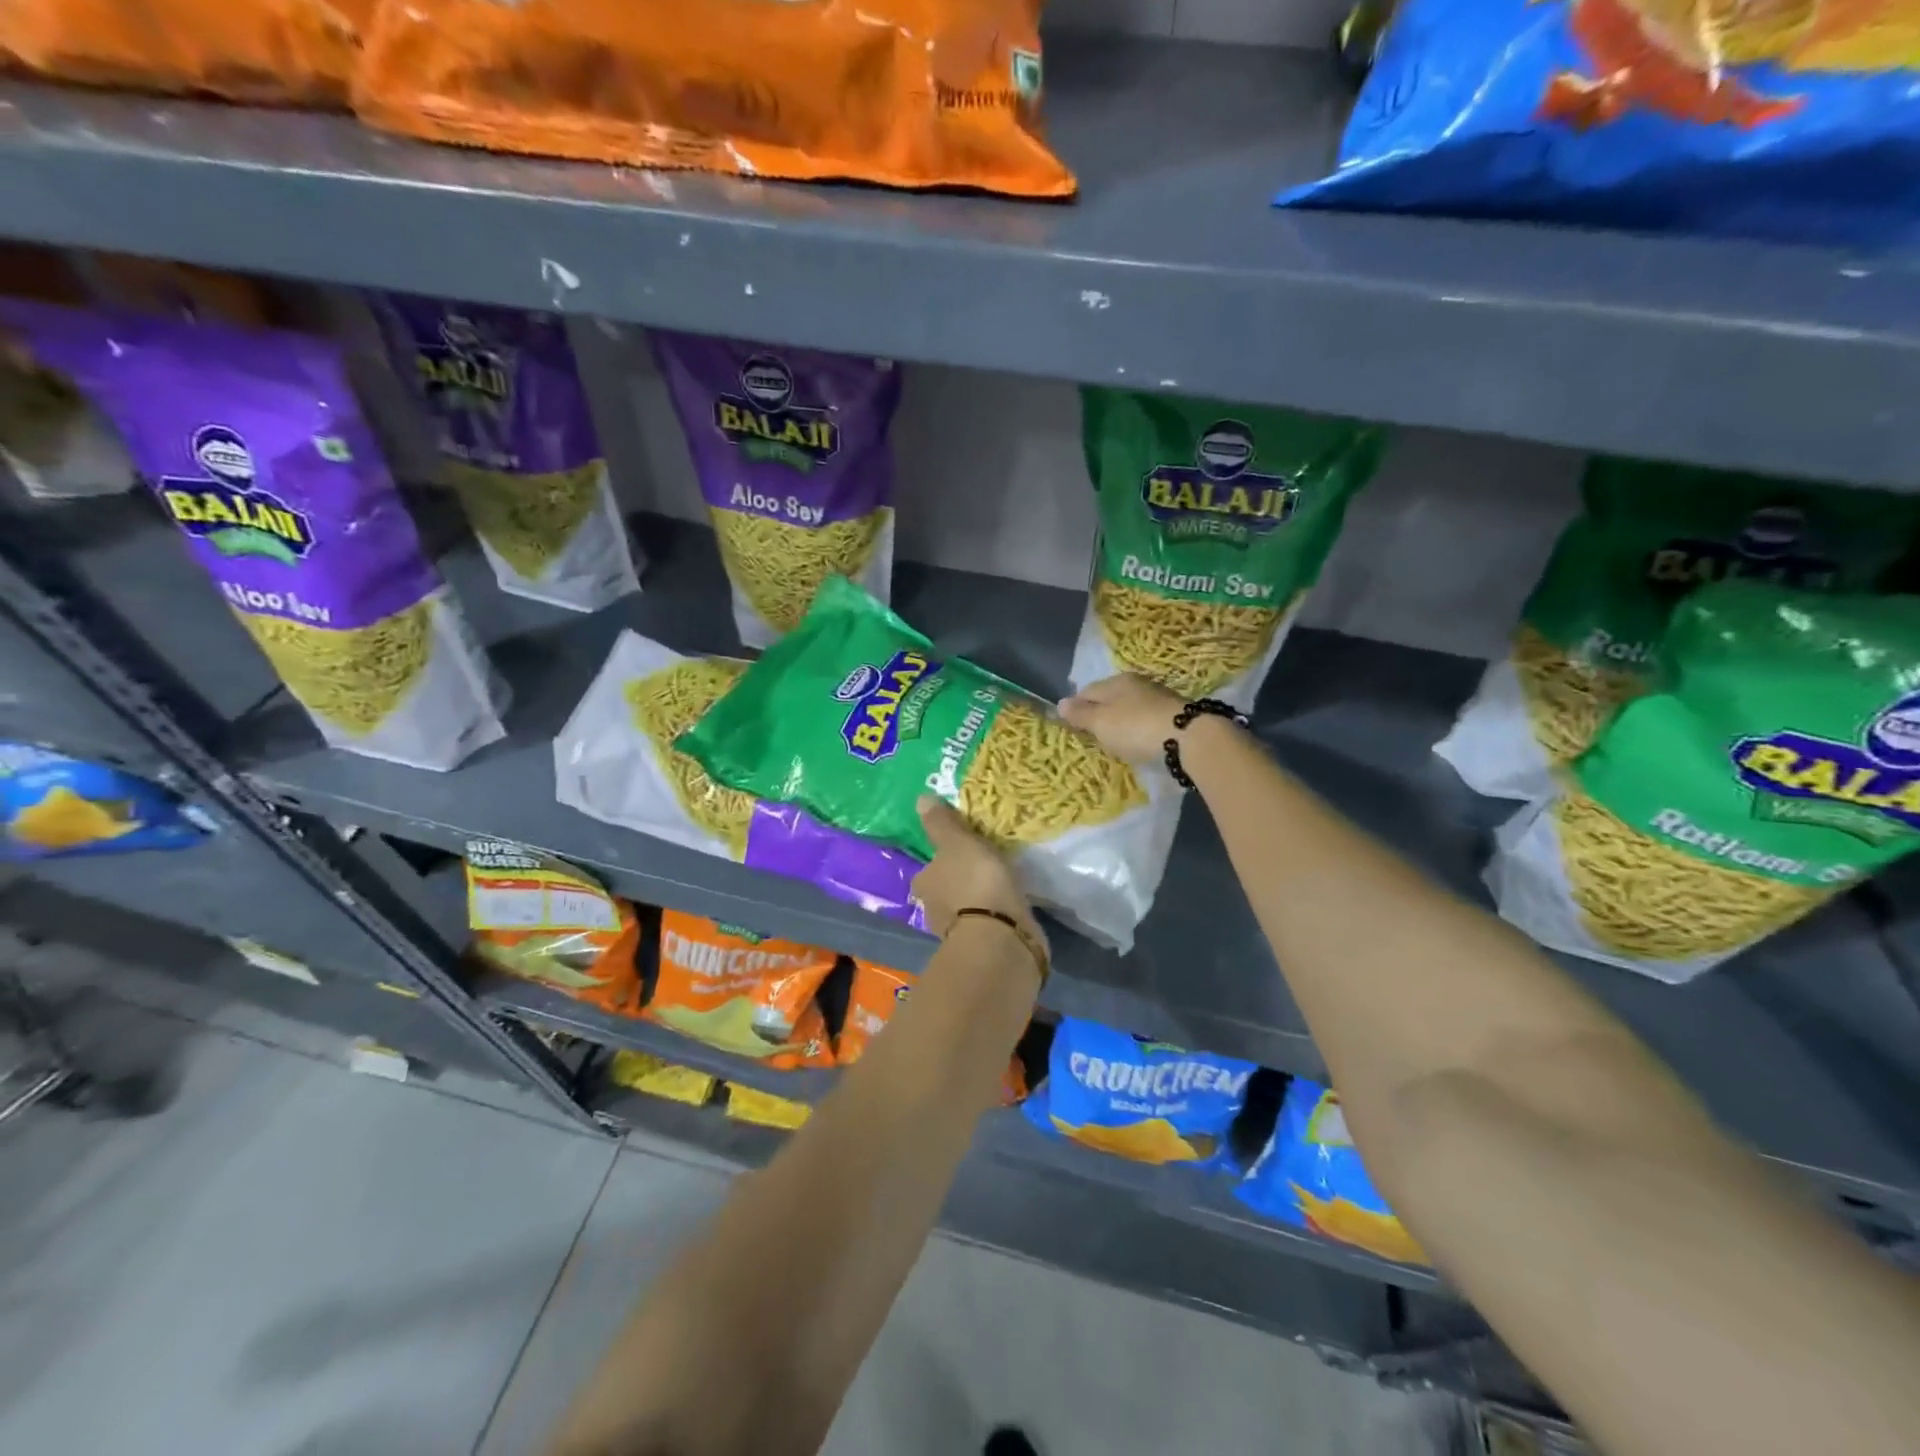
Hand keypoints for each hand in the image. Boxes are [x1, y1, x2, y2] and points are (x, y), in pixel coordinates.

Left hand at [911, 795, 1040, 947]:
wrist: (1001, 937)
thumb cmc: (975, 882)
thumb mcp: (958, 842)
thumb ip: (941, 823)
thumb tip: (920, 799)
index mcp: (924, 882)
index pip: (928, 868)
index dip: (943, 860)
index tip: (963, 853)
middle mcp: (932, 909)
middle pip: (944, 890)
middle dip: (960, 882)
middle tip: (985, 868)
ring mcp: (956, 932)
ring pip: (964, 909)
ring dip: (978, 901)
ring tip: (1001, 887)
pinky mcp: (981, 947)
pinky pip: (986, 924)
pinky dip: (993, 918)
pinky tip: (1009, 909)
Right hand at [1058, 674, 1185, 762]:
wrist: (1187, 738)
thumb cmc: (1135, 727)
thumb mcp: (1101, 722)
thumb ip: (1080, 713)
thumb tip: (1060, 703)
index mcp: (1115, 681)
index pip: (1086, 691)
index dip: (1076, 708)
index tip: (1072, 727)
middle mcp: (1136, 683)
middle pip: (1109, 698)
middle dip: (1099, 714)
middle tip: (1094, 736)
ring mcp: (1157, 697)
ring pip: (1129, 707)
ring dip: (1121, 722)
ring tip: (1116, 741)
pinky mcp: (1173, 713)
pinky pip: (1145, 718)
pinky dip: (1138, 728)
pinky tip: (1139, 740)